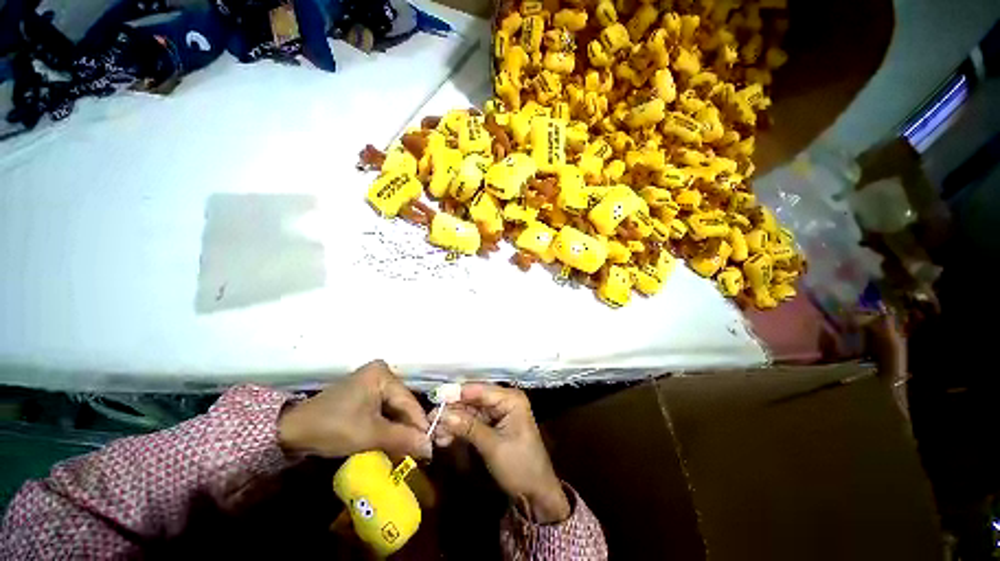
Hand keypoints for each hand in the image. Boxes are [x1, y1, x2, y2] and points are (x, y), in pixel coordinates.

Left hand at [278, 360, 431, 459]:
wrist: (290, 430)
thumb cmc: (332, 427)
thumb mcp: (369, 434)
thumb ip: (402, 439)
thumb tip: (430, 449)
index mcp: (384, 375)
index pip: (409, 402)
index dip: (420, 426)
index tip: (429, 449)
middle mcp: (381, 374)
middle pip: (402, 404)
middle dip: (408, 429)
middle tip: (418, 453)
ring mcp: (372, 383)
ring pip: (393, 409)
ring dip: (398, 430)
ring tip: (406, 451)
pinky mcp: (363, 394)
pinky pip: (383, 411)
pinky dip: (387, 427)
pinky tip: (391, 442)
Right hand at [431, 384, 570, 523]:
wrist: (536, 493)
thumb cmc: (520, 465)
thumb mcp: (493, 446)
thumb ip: (468, 427)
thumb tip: (441, 414)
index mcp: (510, 398)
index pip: (480, 390)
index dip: (457, 393)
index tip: (435, 397)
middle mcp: (504, 401)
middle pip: (473, 400)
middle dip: (452, 410)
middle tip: (430, 419)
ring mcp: (497, 413)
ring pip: (470, 412)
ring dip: (452, 421)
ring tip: (434, 432)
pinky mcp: (492, 426)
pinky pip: (472, 423)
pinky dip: (458, 430)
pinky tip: (443, 438)